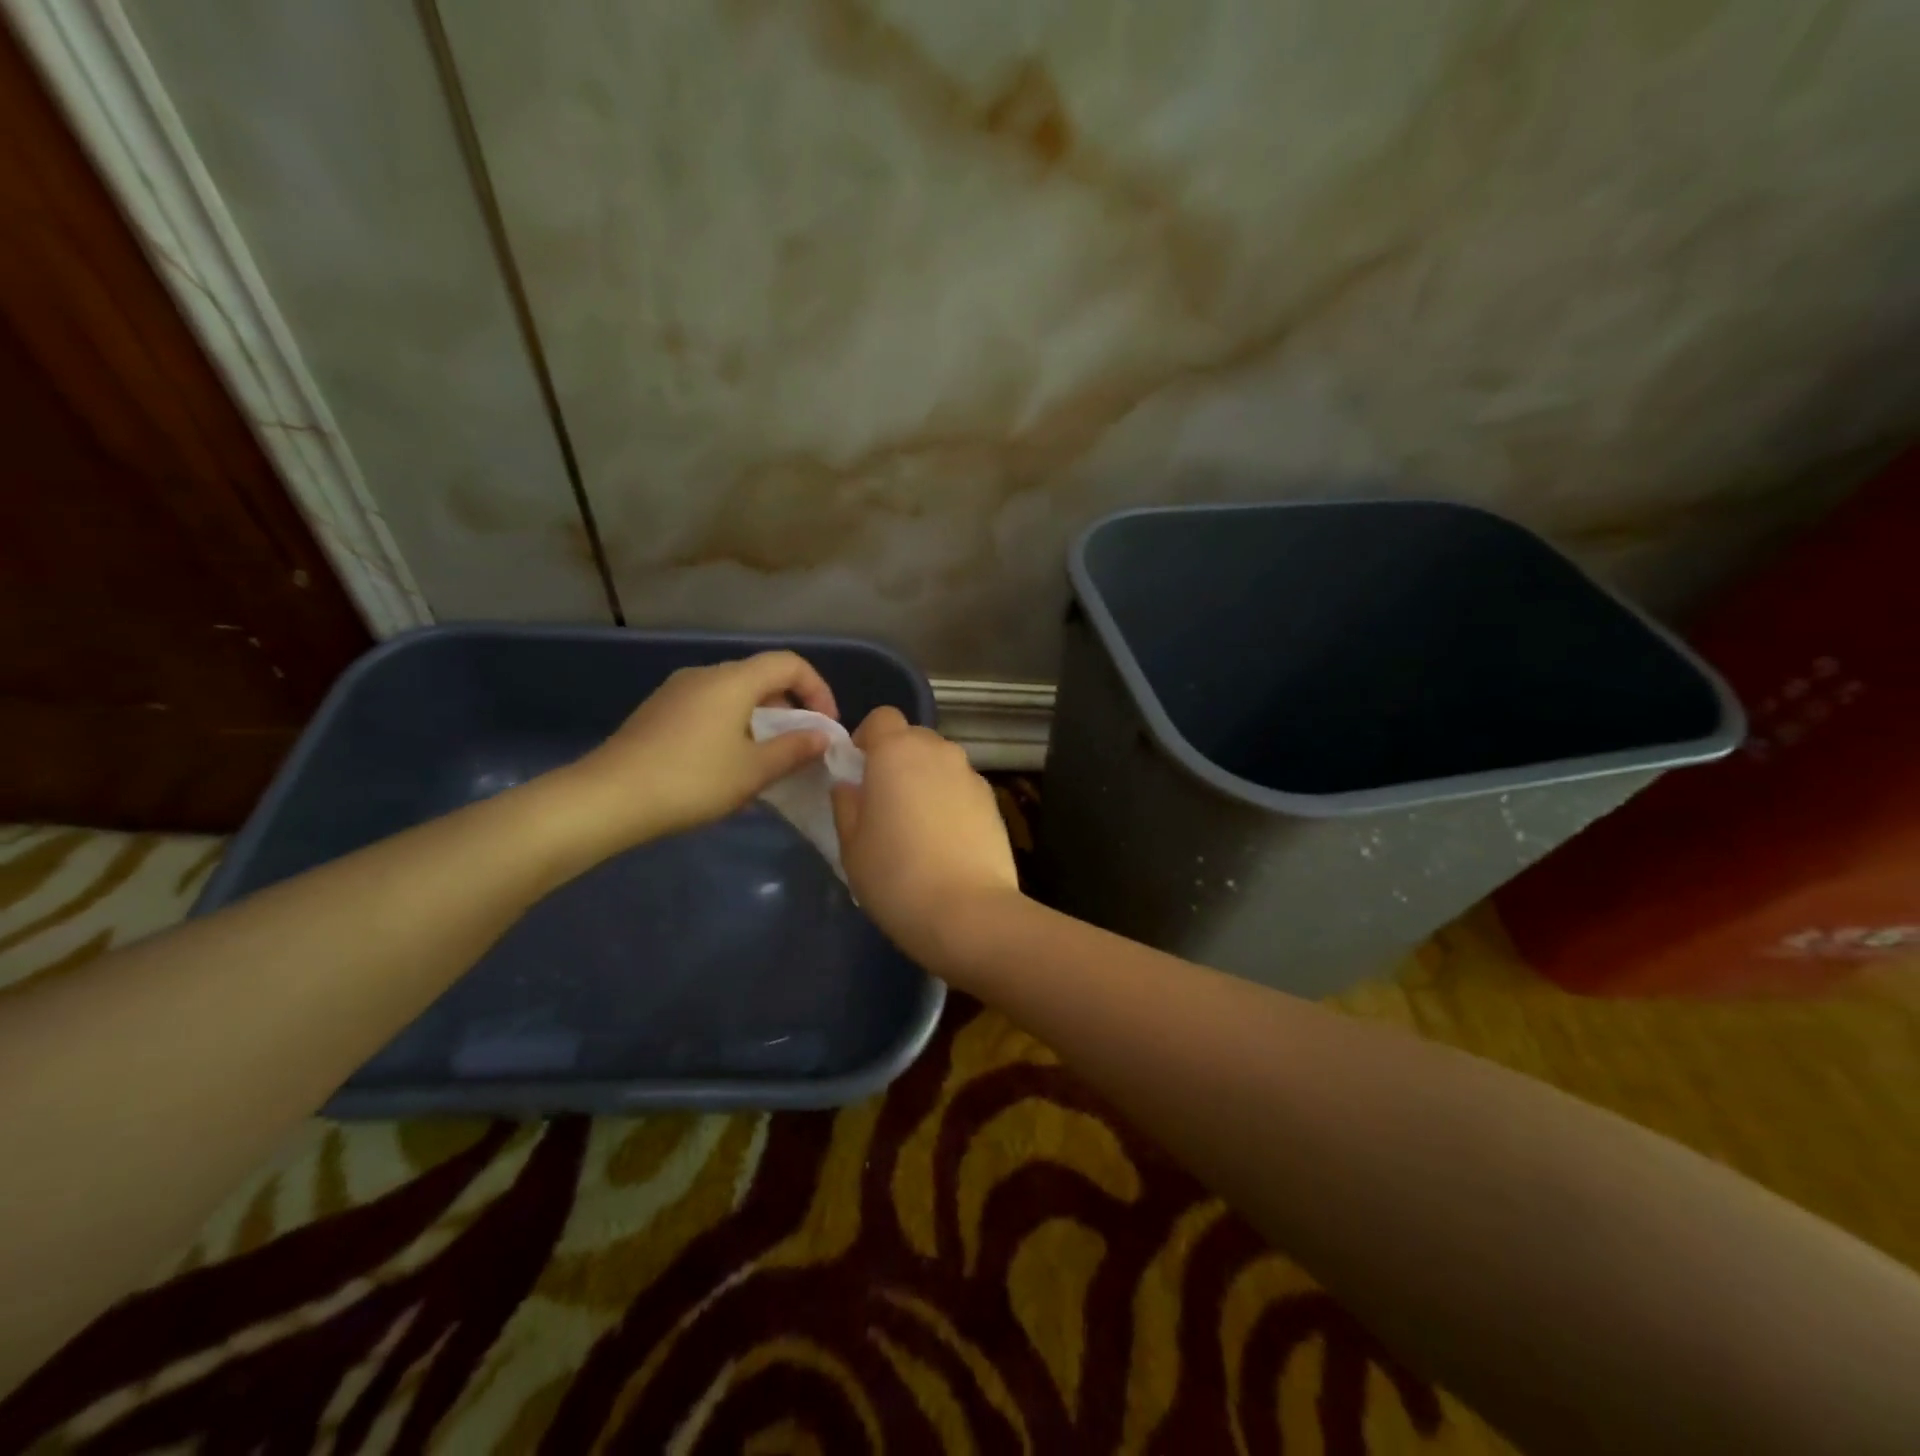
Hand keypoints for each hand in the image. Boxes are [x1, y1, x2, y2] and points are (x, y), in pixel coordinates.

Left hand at [562, 651, 838, 849]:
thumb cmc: (691, 780)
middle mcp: (705, 675)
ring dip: (760, 720)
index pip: (789, 664)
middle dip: (790, 708)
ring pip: (733, 695)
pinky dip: (732, 726)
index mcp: (732, 680)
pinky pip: (709, 708)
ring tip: (766, 760)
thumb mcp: (753, 770)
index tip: (825, 727)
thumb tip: (822, 736)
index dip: (817, 690)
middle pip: (761, 677)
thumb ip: (795, 749)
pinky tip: (727, 765)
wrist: (608, 798)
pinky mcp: (658, 712)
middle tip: (800, 747)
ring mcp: (676, 692)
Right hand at [831, 707, 1020, 962]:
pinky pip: (962, 789)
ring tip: (916, 826)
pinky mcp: (994, 803)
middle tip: (884, 802)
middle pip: (914, 738)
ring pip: (941, 764)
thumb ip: (846, 806)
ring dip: (926, 780)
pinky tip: (944, 842)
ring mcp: (972, 776)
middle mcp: (939, 752)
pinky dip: (950, 802)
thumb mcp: (852, 846)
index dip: (867, 739)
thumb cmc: (896, 876)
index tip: (859, 773)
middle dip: (897, 759)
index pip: (882, 718)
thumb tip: (850, 786)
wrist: (968, 913)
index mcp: (897, 751)